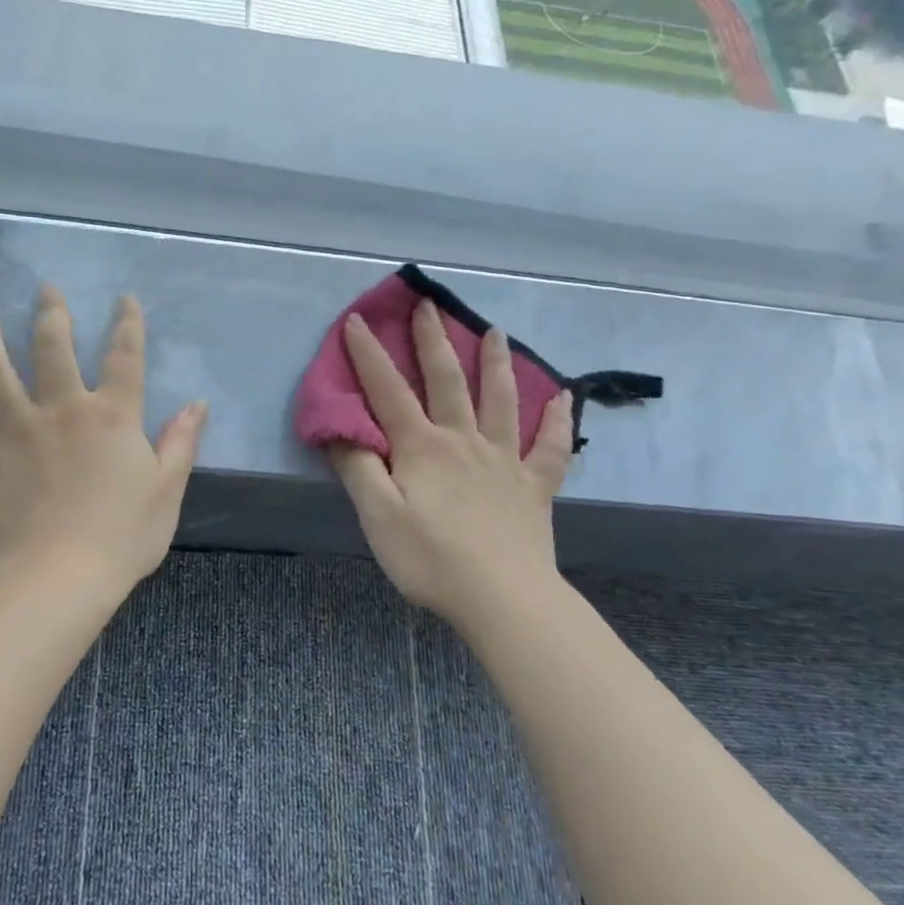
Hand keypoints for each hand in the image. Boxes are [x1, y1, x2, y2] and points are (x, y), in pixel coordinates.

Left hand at [0, 287, 207, 604]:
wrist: (63, 573)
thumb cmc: (124, 535)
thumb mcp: (167, 488)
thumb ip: (181, 442)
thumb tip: (197, 403)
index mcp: (111, 415)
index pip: (124, 357)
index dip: (127, 324)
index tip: (123, 299)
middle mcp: (62, 409)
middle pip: (54, 348)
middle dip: (51, 314)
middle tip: (45, 290)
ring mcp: (17, 430)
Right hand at [330, 299, 574, 624]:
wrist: (504, 599)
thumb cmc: (431, 558)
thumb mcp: (378, 515)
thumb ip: (358, 467)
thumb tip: (340, 428)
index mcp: (421, 447)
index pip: (388, 391)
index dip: (369, 355)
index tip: (357, 320)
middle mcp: (463, 441)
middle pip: (447, 380)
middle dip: (434, 340)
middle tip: (428, 305)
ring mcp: (504, 460)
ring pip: (501, 400)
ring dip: (497, 363)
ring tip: (497, 331)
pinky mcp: (534, 486)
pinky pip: (550, 447)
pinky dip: (557, 421)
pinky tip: (564, 399)